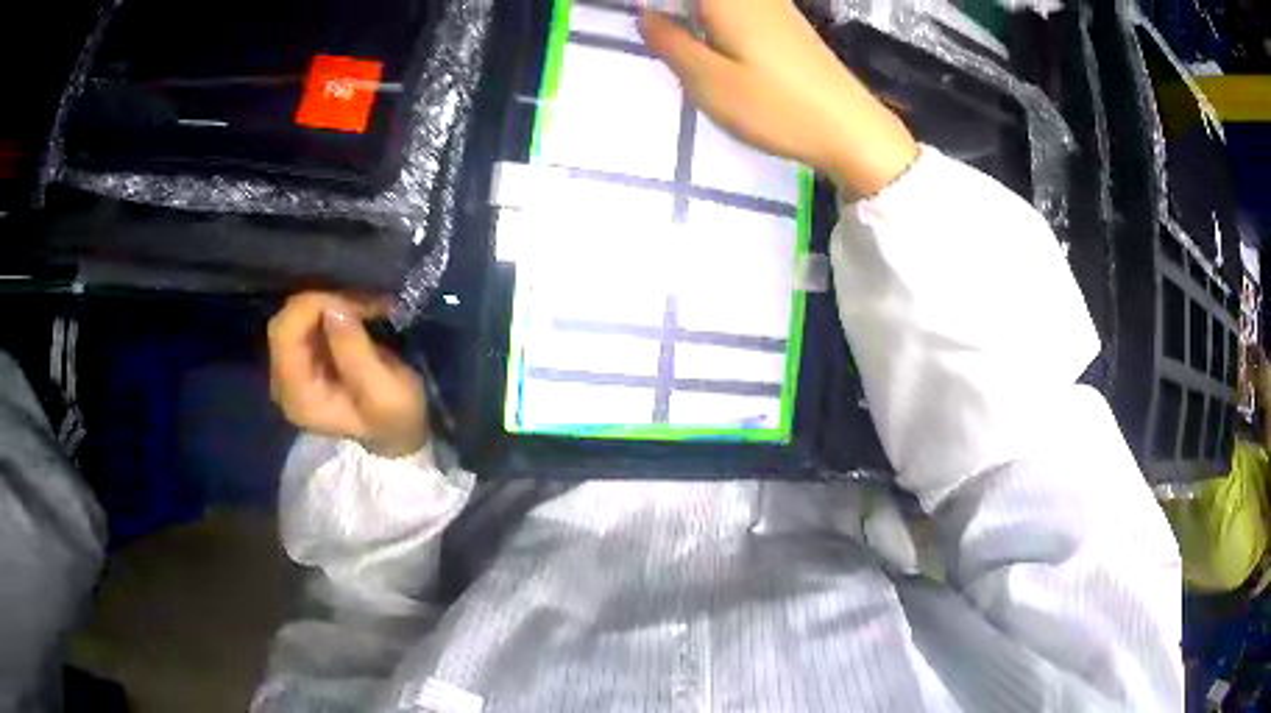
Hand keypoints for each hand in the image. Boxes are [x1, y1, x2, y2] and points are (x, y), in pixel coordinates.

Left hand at [268, 293, 428, 457]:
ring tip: (367, 306)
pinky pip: (304, 321)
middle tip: (365, 301)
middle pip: (284, 322)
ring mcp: (289, 371)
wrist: (398, 434)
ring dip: (330, 303)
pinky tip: (357, 312)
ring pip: (294, 317)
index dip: (313, 306)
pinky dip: (330, 309)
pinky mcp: (301, 359)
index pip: (284, 334)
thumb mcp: (386, 392)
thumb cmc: (395, 418)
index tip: (355, 302)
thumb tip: (333, 309)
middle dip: (323, 302)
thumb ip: (356, 353)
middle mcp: (283, 383)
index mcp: (299, 397)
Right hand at [640, 0, 917, 196]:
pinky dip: (722, 14)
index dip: (664, 5)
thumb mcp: (709, 82)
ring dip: (699, 11)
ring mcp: (778, 7)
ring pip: (727, 2)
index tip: (649, 17)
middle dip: (681, 8)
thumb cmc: (775, 107)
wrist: (852, 130)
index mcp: (728, 0)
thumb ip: (671, 43)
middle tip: (661, 28)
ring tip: (682, 32)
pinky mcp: (791, 26)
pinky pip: (746, 6)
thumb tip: (645, 14)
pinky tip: (716, 36)